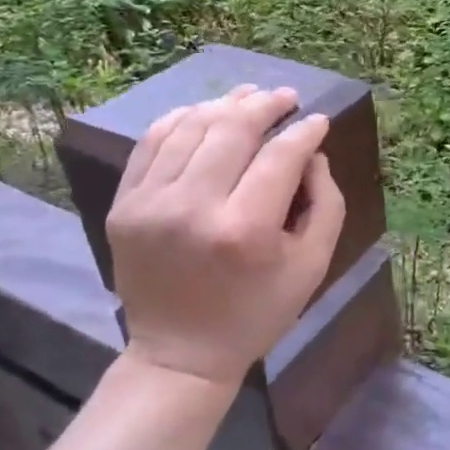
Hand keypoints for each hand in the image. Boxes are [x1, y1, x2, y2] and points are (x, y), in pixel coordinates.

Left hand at [106, 85, 344, 386]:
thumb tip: (311, 153)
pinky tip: (206, 113)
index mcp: (244, 230)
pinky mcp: (124, 205)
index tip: (318, 121)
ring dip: (225, 104)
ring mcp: (149, 204)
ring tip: (250, 97)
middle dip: (265, 105)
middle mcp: (192, 208)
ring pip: (191, 127)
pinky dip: (182, 119)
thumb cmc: (257, 313)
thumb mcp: (312, 266)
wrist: (180, 353)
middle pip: (232, 130)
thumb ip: (325, 203)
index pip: (280, 156)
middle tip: (286, 96)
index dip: (304, 131)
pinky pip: (152, 142)